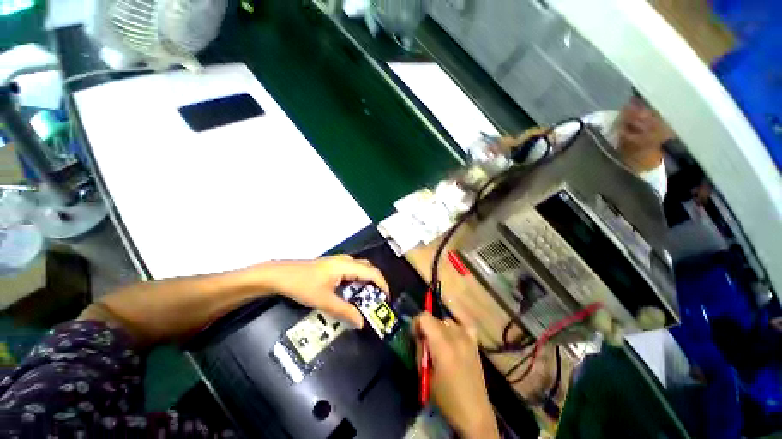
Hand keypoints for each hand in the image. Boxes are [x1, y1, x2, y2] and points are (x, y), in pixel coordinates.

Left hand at [250, 255, 388, 328]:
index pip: (372, 273)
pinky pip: (351, 270)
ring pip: (360, 268)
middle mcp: (345, 260)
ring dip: (366, 281)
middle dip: (376, 283)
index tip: (386, 300)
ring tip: (366, 298)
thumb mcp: (324, 300)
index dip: (382, 285)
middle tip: (377, 300)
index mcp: (346, 265)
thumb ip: (344, 311)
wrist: (278, 275)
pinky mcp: (331, 265)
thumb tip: (361, 322)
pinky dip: (357, 280)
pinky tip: (351, 292)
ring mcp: (338, 261)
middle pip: (368, 268)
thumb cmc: (302, 285)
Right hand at [414, 313, 498, 438]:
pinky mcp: (475, 343)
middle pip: (435, 319)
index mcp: (442, 345)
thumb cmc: (446, 398)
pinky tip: (454, 338)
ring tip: (440, 344)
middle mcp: (456, 336)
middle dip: (427, 327)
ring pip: (448, 321)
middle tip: (425, 344)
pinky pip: (464, 325)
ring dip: (440, 329)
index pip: (425, 317)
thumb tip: (419, 336)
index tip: (414, 335)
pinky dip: (457, 328)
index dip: (417, 323)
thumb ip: (420, 350)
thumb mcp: (425, 374)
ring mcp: (467, 338)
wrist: (473, 412)